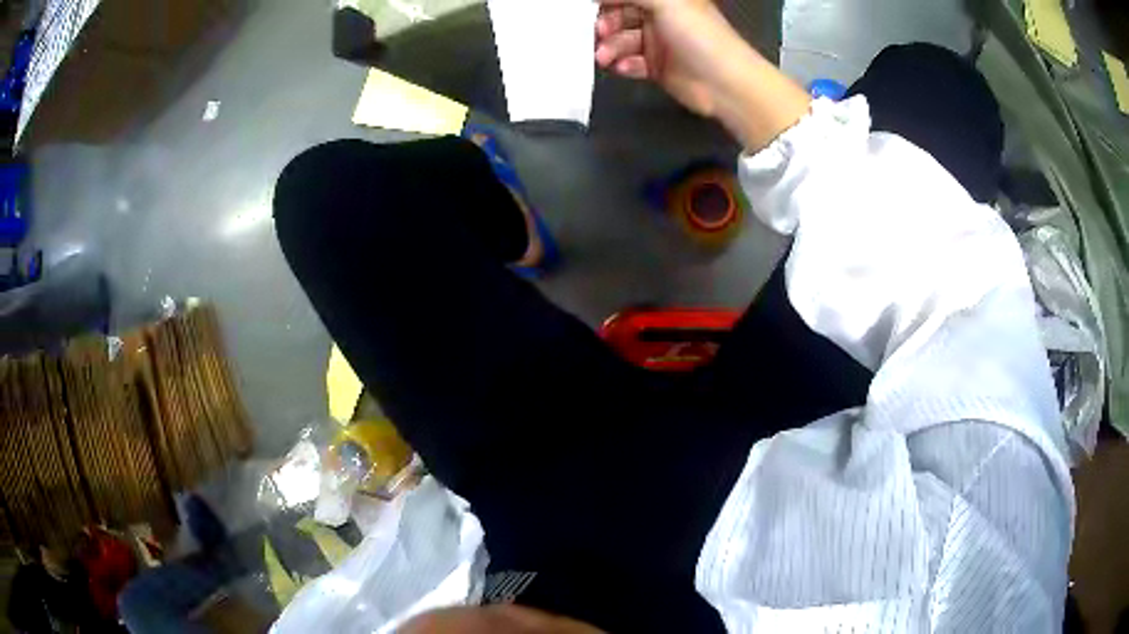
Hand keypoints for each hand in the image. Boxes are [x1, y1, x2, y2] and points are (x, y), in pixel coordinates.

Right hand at [594, 0, 810, 151]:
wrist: (726, 84)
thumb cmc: (701, 36)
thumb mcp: (666, 2)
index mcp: (668, 0)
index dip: (607, 1)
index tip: (587, 7)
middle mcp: (663, 18)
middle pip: (621, 16)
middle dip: (605, 23)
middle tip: (597, 32)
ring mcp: (661, 44)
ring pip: (623, 41)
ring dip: (610, 47)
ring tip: (604, 57)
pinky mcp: (659, 68)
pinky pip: (632, 64)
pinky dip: (623, 65)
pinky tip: (620, 67)